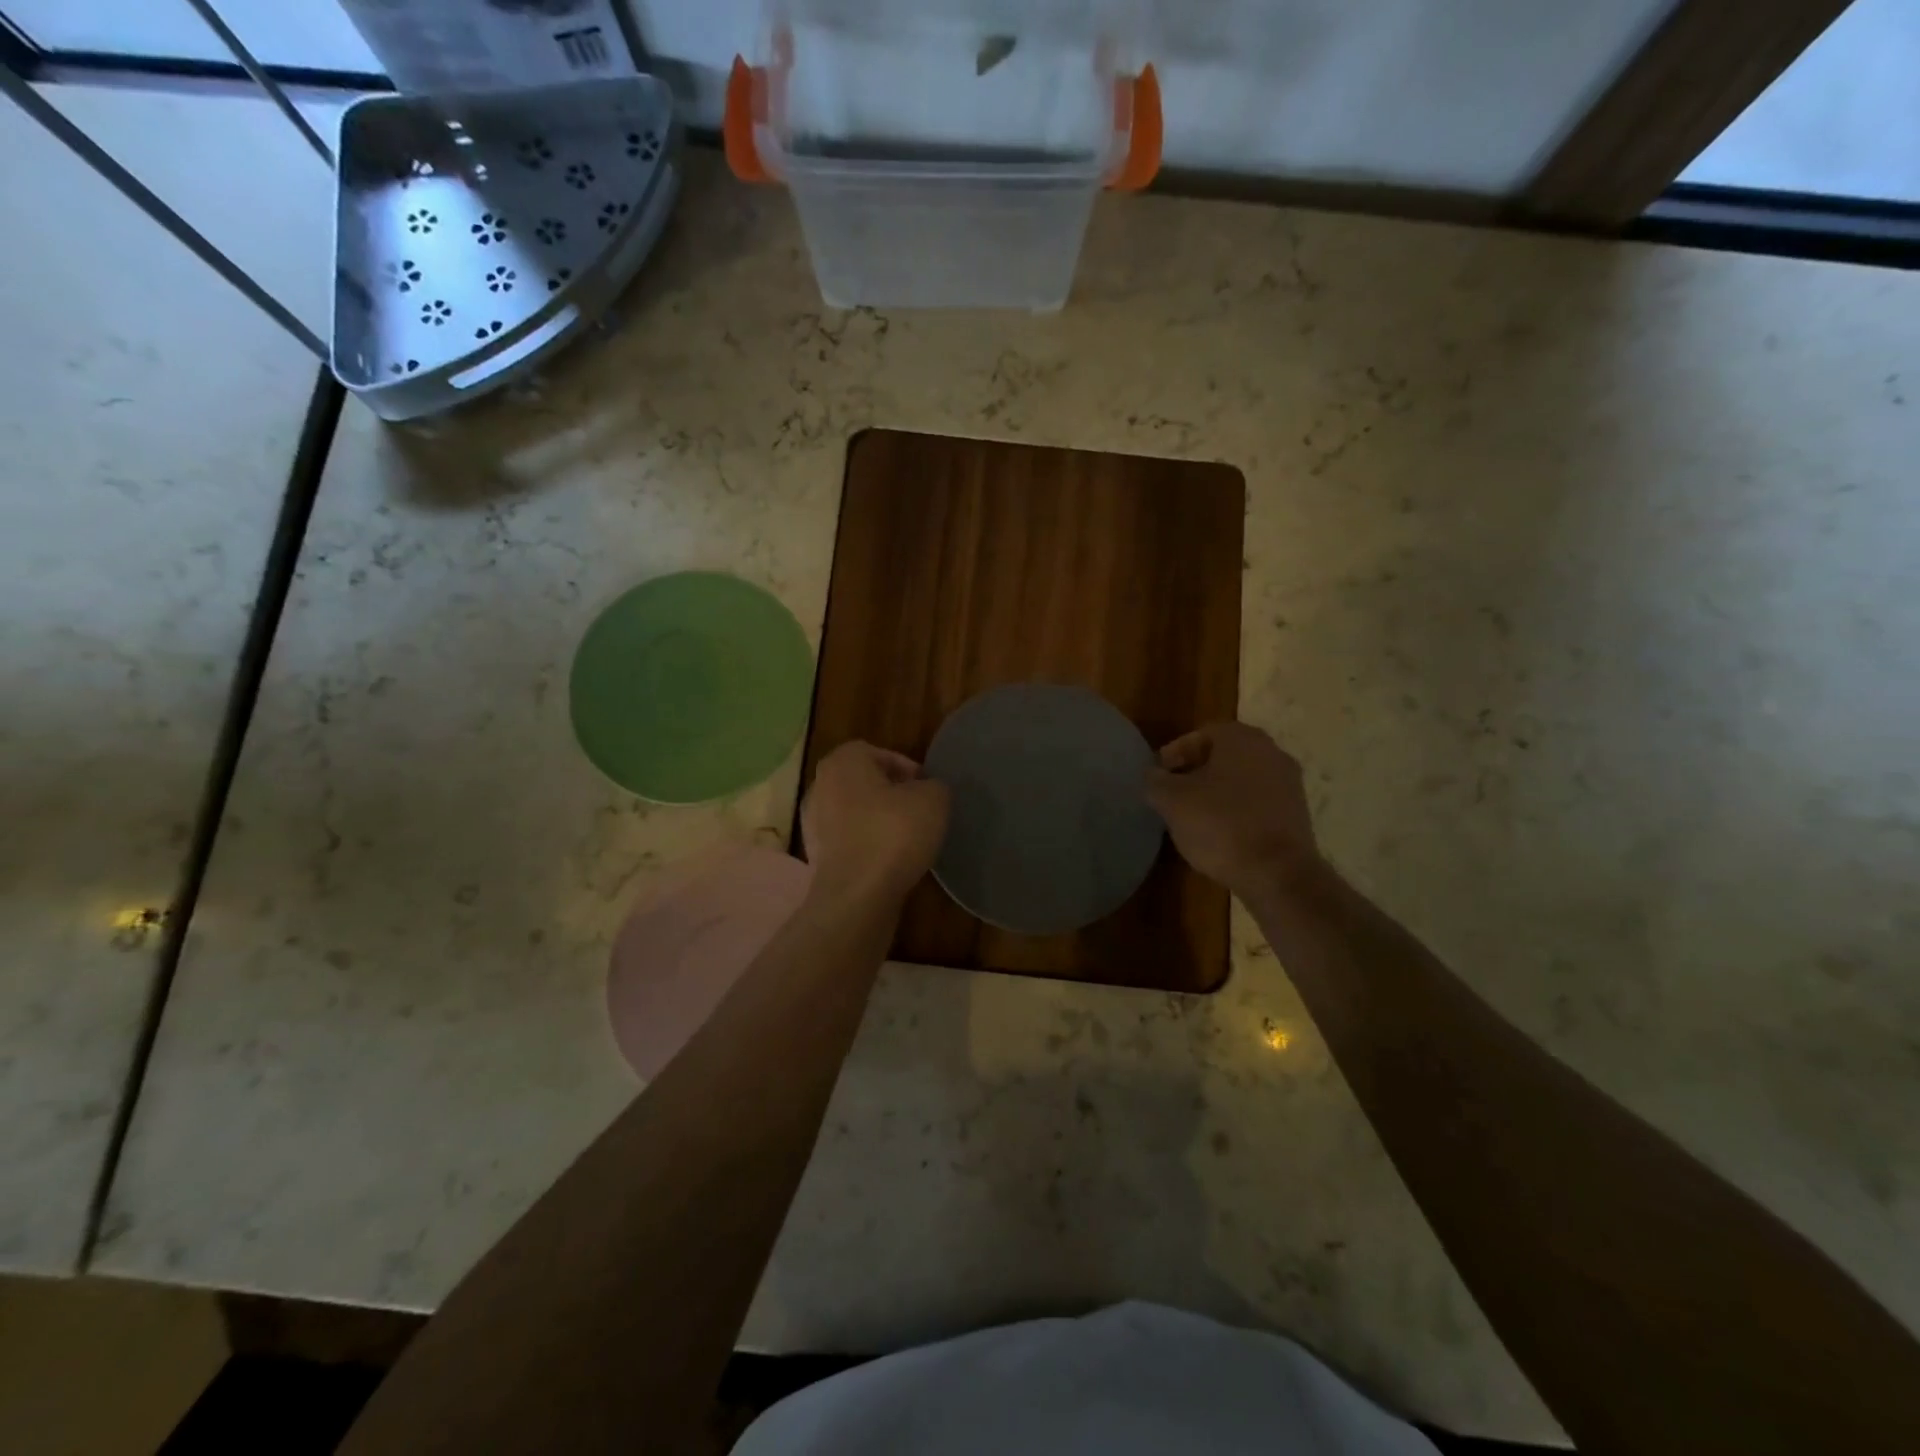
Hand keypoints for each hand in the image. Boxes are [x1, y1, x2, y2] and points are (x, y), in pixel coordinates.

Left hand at [800, 742, 950, 905]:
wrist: (857, 895)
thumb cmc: (894, 833)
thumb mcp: (934, 799)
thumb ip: (934, 786)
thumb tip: (926, 791)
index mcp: (842, 762)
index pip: (876, 752)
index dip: (905, 766)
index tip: (926, 787)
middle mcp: (820, 786)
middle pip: (863, 782)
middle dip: (891, 794)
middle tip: (918, 810)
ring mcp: (813, 824)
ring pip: (855, 813)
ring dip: (878, 821)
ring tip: (908, 838)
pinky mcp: (817, 857)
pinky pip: (849, 842)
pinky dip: (868, 846)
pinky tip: (890, 861)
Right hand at [1145, 722, 1322, 898]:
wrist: (1277, 873)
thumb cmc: (1220, 825)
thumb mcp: (1172, 801)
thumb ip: (1156, 781)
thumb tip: (1154, 776)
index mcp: (1241, 739)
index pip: (1201, 734)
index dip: (1175, 753)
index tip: (1158, 776)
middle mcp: (1271, 752)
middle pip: (1224, 756)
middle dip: (1195, 772)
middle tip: (1172, 793)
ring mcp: (1289, 784)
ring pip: (1242, 779)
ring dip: (1216, 792)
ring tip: (1193, 816)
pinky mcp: (1296, 814)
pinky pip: (1257, 802)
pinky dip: (1236, 811)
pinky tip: (1219, 833)